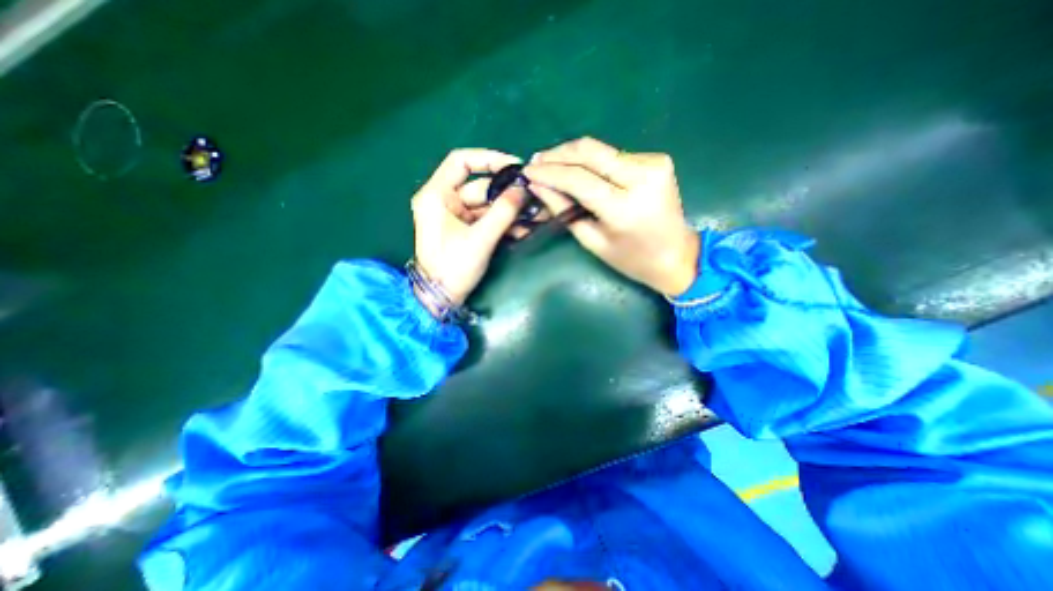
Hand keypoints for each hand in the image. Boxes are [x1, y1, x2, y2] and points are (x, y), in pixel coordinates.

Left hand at [411, 147, 525, 308]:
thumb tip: (524, 190)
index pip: (461, 162)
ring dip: (510, 212)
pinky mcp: (464, 230)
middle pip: (481, 187)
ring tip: (536, 217)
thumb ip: (503, 212)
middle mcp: (444, 200)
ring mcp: (455, 216)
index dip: (489, 159)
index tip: (515, 167)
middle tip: (535, 199)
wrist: (440, 298)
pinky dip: (504, 224)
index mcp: (437, 195)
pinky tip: (524, 230)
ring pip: (487, 206)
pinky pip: (487, 220)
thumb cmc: (453, 267)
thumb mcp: (480, 238)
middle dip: (508, 195)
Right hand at [525, 137, 697, 295]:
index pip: (578, 179)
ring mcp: (653, 164)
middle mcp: (642, 178)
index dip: (549, 172)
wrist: (677, 254)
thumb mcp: (593, 241)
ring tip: (553, 166)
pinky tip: (582, 172)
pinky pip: (614, 156)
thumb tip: (538, 186)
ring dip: (573, 156)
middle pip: (590, 151)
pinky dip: (593, 162)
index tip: (527, 171)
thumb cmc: (631, 259)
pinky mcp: (657, 159)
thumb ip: (564, 211)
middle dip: (558, 154)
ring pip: (601, 150)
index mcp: (624, 208)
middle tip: (537, 161)